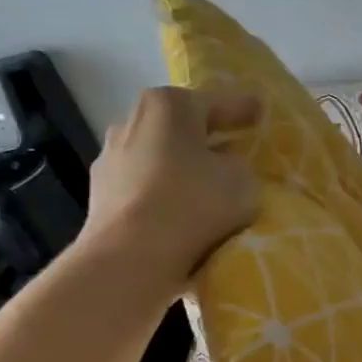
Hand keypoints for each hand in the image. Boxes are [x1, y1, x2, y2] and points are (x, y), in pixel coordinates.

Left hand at [83, 88, 260, 299]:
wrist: (129, 259)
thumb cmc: (192, 204)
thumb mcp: (242, 181)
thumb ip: (239, 165)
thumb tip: (224, 166)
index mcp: (168, 105)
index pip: (216, 102)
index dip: (244, 108)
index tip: (261, 110)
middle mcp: (131, 121)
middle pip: (181, 128)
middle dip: (207, 138)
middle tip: (235, 151)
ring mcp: (111, 159)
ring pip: (159, 158)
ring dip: (181, 169)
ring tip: (207, 189)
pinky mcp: (100, 196)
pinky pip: (144, 189)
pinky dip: (163, 195)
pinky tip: (179, 214)